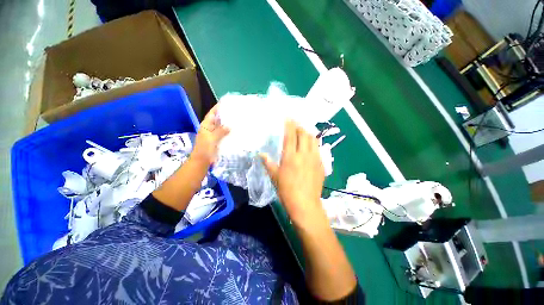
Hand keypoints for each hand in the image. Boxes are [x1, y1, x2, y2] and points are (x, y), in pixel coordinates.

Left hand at [192, 104, 229, 165]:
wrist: (203, 160)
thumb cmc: (205, 148)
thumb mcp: (212, 138)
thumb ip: (220, 131)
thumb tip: (230, 126)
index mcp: (206, 125)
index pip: (212, 114)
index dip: (217, 108)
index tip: (225, 103)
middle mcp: (210, 128)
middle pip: (217, 119)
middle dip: (225, 115)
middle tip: (235, 111)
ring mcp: (214, 135)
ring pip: (221, 127)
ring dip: (228, 124)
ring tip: (237, 119)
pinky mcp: (218, 140)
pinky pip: (224, 134)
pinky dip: (229, 132)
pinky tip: (235, 131)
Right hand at [260, 121, 325, 226]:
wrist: (305, 204)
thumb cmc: (287, 191)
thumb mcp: (274, 176)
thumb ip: (268, 163)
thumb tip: (260, 154)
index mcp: (290, 156)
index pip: (290, 135)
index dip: (289, 124)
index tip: (288, 117)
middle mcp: (304, 154)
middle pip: (304, 134)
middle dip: (299, 126)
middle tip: (295, 124)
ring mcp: (314, 158)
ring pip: (313, 139)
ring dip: (307, 133)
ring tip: (303, 132)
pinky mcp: (321, 164)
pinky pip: (318, 148)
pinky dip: (313, 143)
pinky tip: (310, 145)